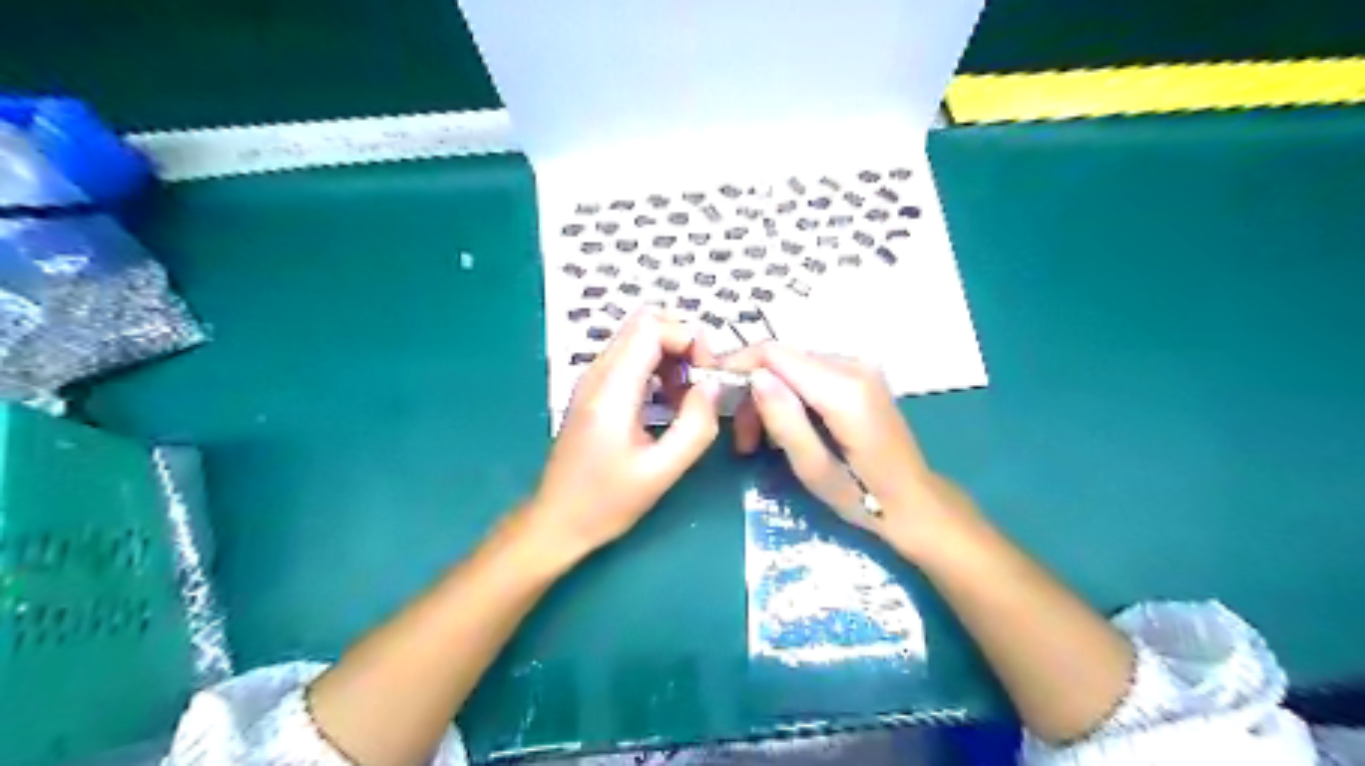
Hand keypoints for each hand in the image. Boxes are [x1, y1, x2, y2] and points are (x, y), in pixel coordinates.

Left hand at [527, 306, 724, 561]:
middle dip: (683, 342)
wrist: (557, 521)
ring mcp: (593, 380)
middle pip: (645, 323)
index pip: (652, 328)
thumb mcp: (661, 472)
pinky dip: (658, 368)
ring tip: (689, 397)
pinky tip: (669, 403)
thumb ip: (695, 426)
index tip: (709, 375)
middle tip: (702, 381)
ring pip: (638, 338)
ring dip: (672, 356)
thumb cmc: (606, 503)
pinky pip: (631, 359)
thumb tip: (713, 386)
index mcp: (612, 390)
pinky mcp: (595, 391)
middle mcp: (598, 373)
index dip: (688, 340)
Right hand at [730, 345, 976, 558]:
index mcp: (845, 390)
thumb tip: (755, 377)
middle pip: (783, 359)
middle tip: (743, 440)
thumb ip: (784, 420)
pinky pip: (810, 373)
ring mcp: (860, 367)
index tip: (713, 393)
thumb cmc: (864, 496)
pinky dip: (790, 396)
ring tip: (759, 442)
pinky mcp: (860, 375)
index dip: (738, 365)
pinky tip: (786, 427)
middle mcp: (854, 365)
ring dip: (769, 397)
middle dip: (753, 392)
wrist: (915, 501)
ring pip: (793, 366)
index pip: (776, 354)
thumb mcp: (814, 469)